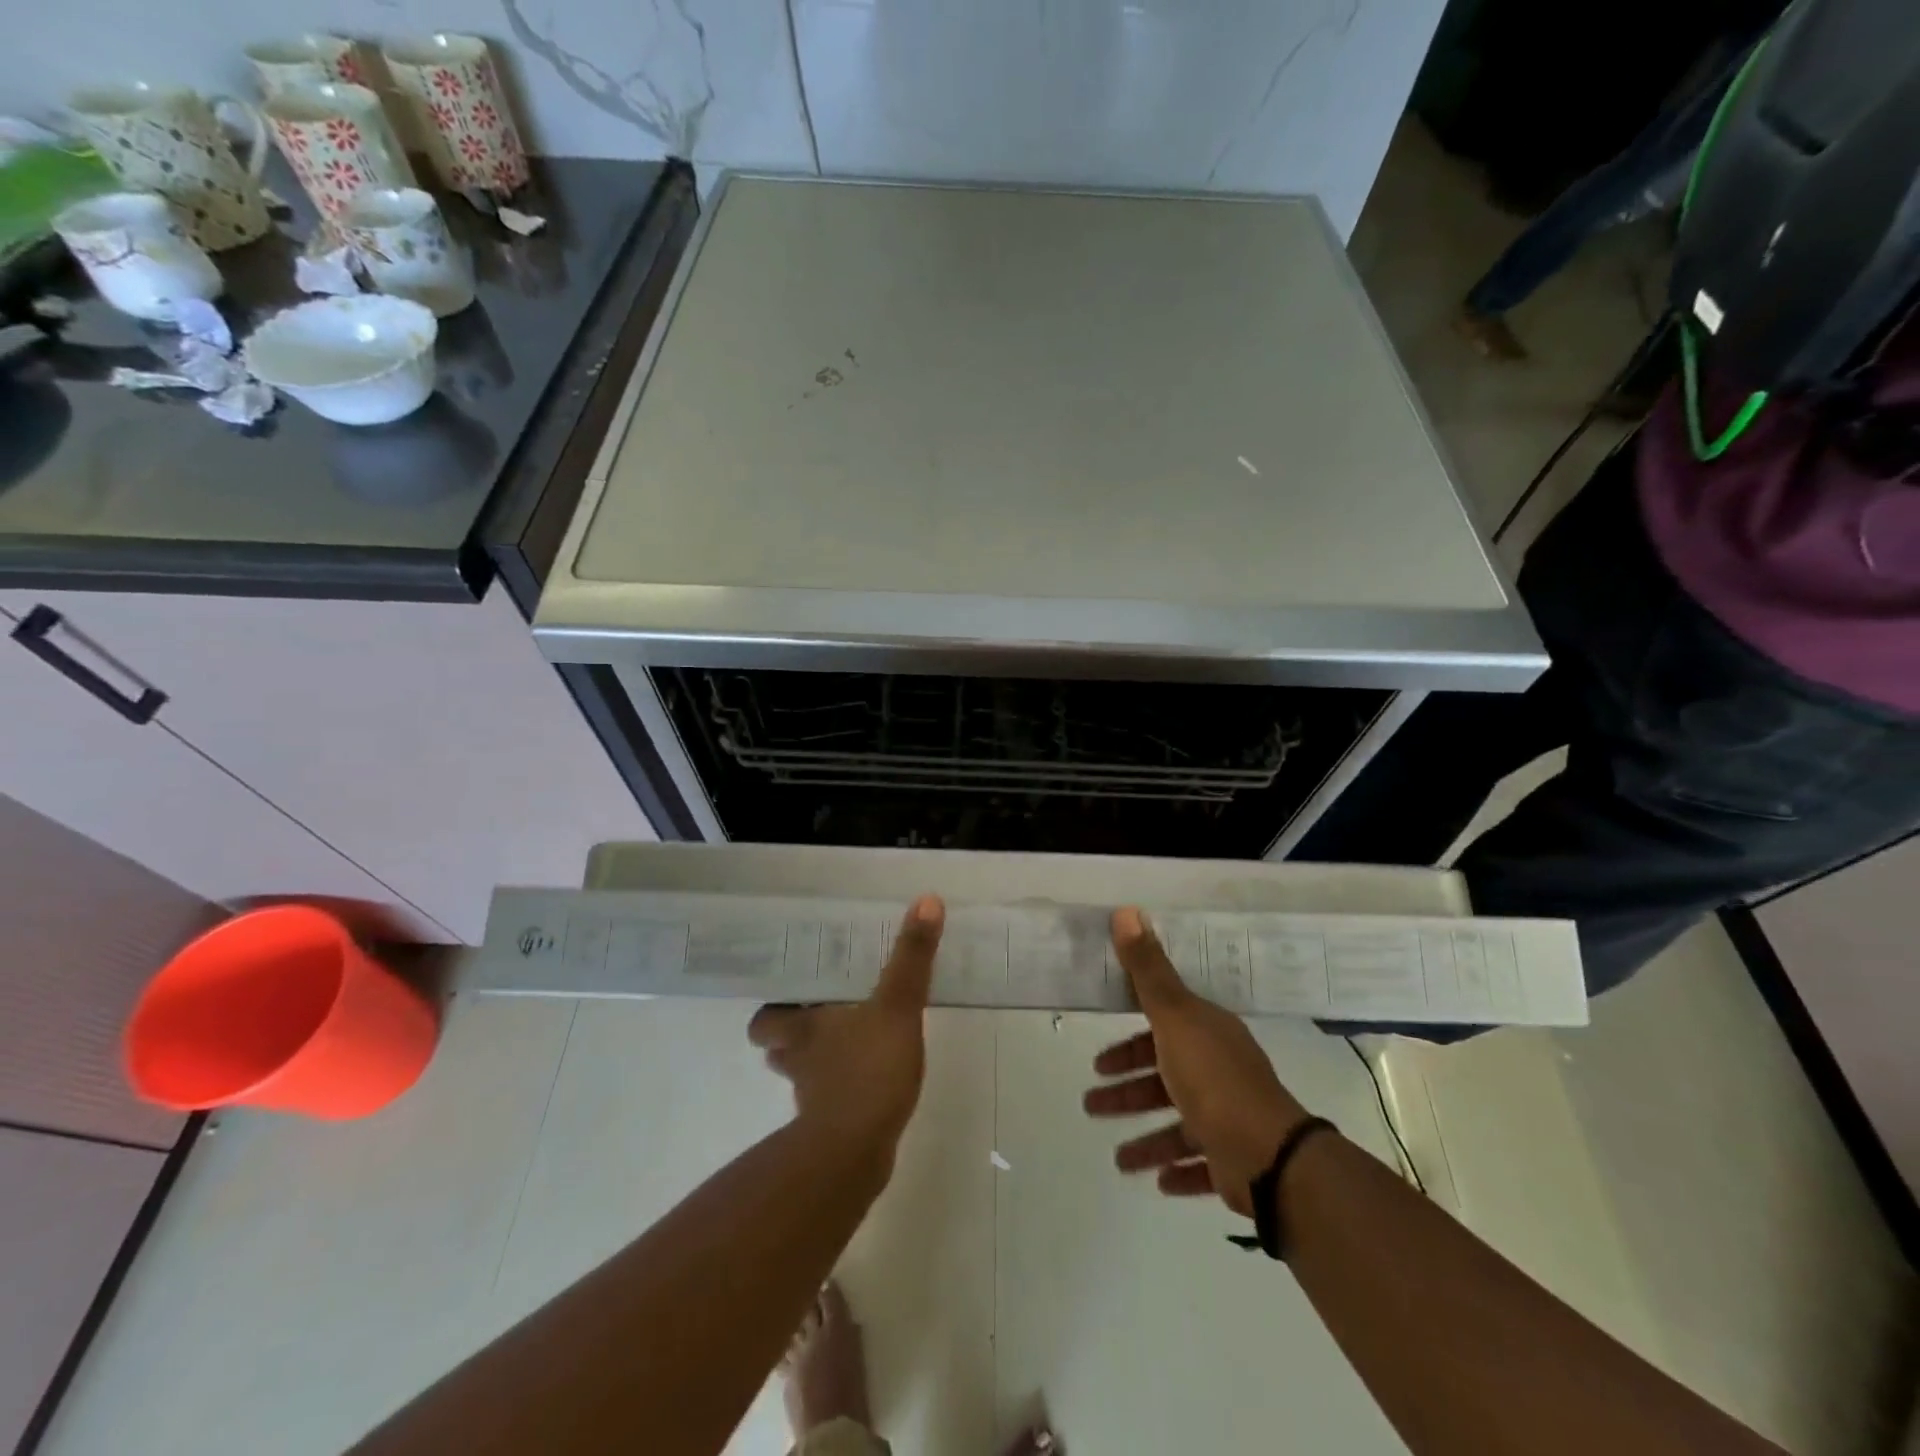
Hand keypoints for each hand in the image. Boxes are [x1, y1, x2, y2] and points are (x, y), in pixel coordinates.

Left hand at [749, 896, 944, 1158]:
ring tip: (849, 1042)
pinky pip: (829, 1100)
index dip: (774, 1007)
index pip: (764, 1018)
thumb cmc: (867, 1071)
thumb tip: (926, 900)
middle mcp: (797, 1061)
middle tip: (824, 1012)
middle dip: (793, 1034)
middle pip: (776, 1047)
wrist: (855, 1154)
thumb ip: (911, 957)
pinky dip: (841, 1091)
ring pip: (802, 1073)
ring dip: (818, 1061)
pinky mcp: (830, 1127)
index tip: (793, 991)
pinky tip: (869, 1081)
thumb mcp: (897, 1007)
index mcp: (801, 1028)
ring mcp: (811, 1098)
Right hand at [1084, 907, 1307, 1216]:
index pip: (1162, 1031)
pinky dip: (1180, 1171)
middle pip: (1165, 1078)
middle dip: (1128, 1093)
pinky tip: (1157, 1182)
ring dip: (1147, 1139)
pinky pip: (1202, 1166)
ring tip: (1118, 1158)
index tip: (1100, 1061)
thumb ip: (1148, 970)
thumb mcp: (1174, 1017)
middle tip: (1091, 1104)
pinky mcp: (1234, 1162)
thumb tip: (1127, 910)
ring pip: (1179, 1126)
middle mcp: (1219, 1073)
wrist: (1267, 1155)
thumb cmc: (1212, 1080)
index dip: (1129, 1045)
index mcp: (1207, 1037)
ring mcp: (1229, 1119)